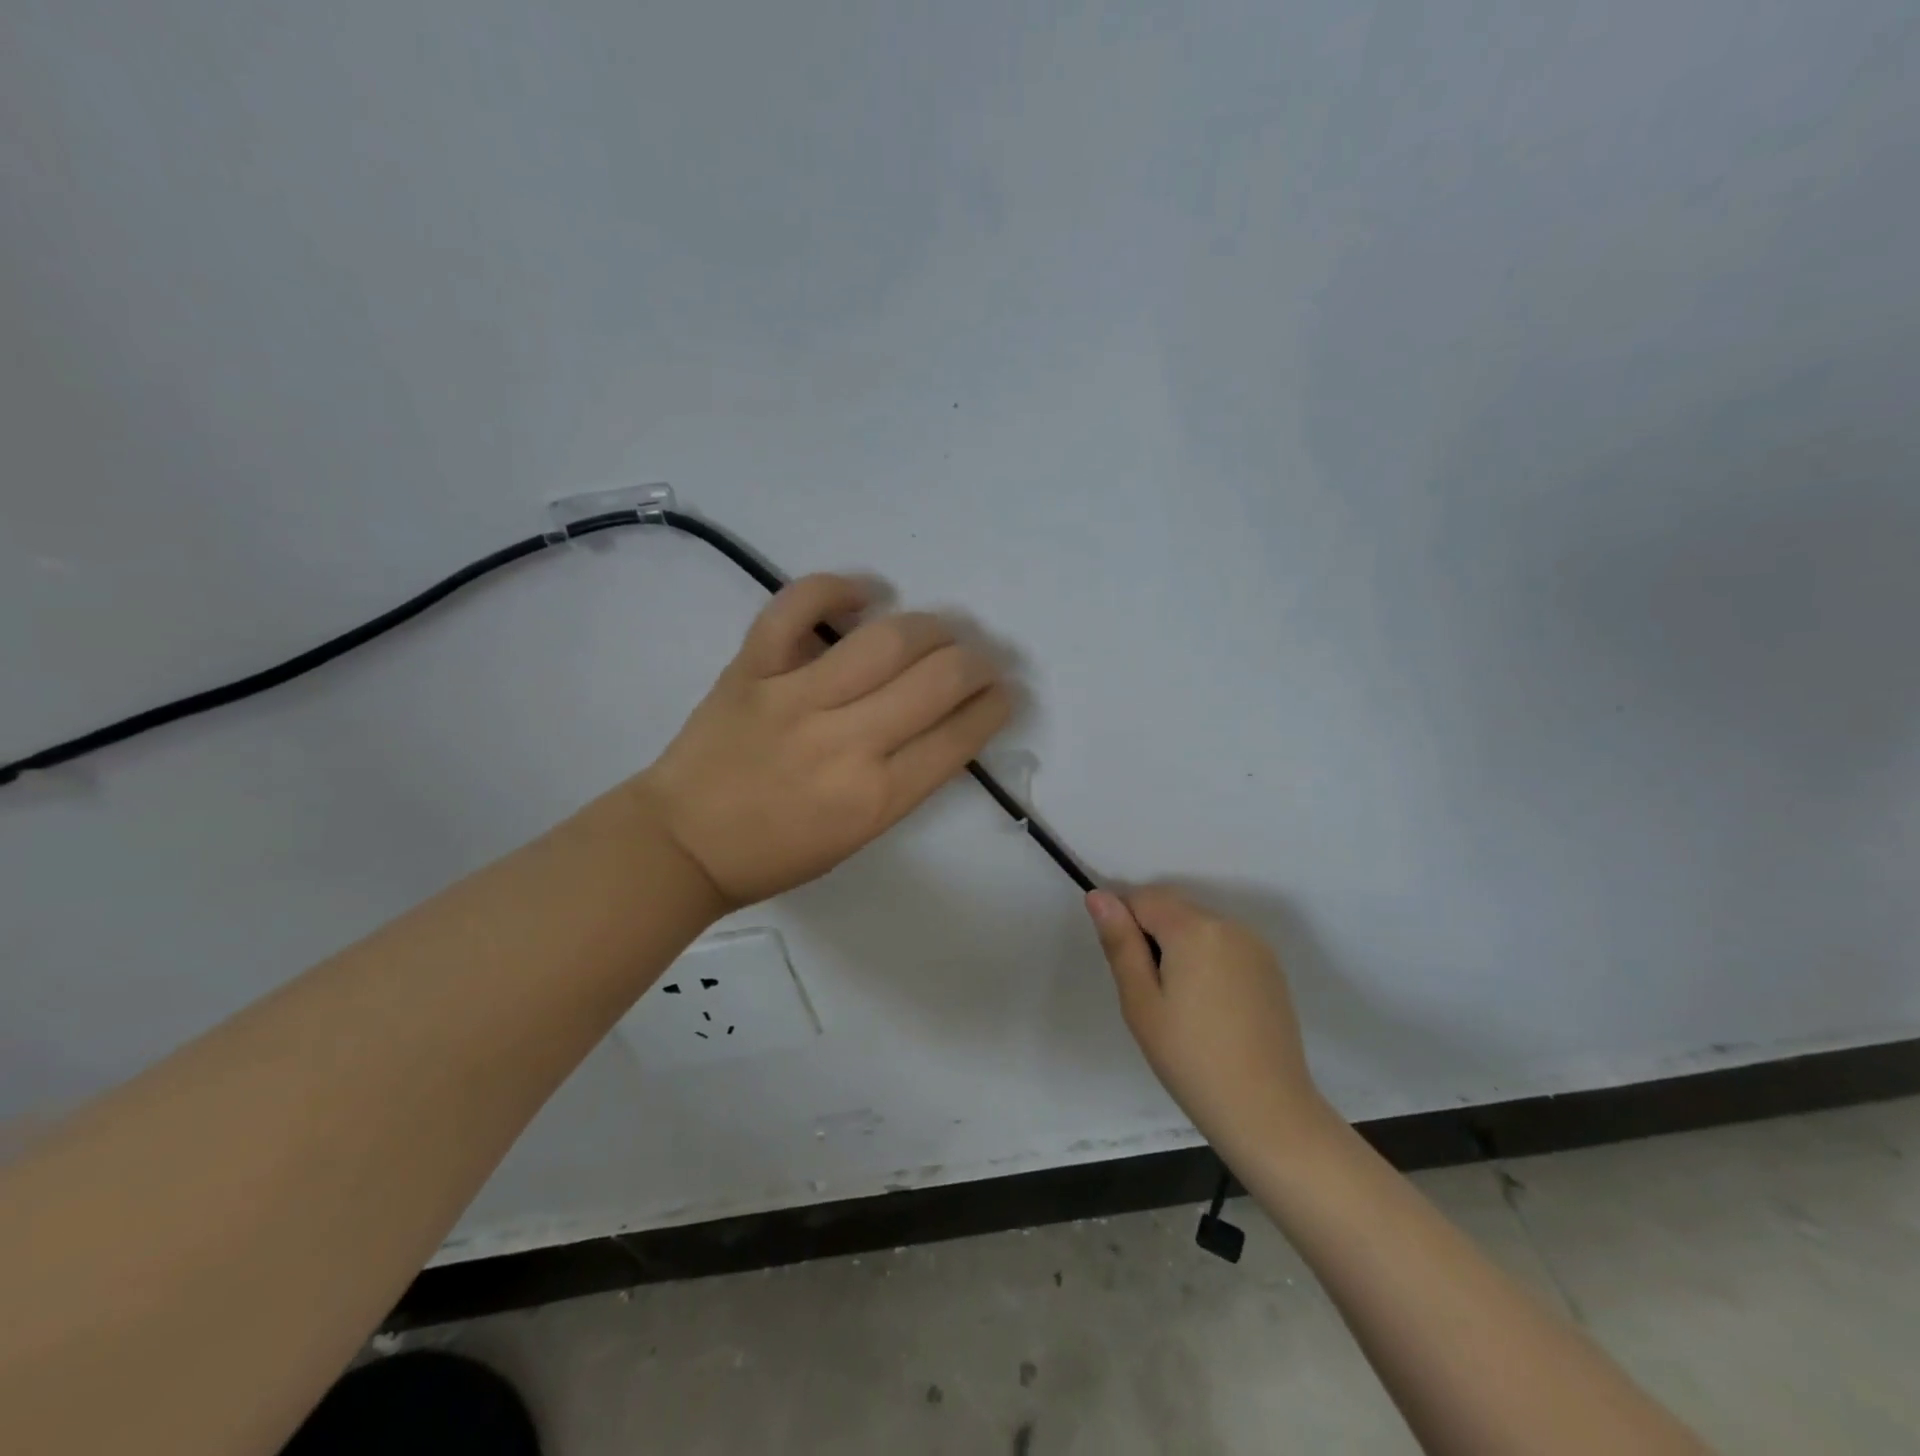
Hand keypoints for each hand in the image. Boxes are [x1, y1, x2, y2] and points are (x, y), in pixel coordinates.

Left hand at [631, 574, 1011, 908]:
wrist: (681, 844)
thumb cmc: (776, 854)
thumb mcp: (859, 836)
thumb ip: (904, 779)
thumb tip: (944, 720)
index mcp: (875, 798)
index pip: (960, 736)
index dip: (996, 705)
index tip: (1006, 692)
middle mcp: (845, 743)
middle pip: (937, 679)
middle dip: (978, 661)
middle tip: (983, 657)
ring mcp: (794, 698)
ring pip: (885, 639)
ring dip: (931, 626)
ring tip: (942, 628)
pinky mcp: (751, 668)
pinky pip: (796, 607)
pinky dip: (836, 588)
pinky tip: (866, 593)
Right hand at [1087, 886, 1331, 1154]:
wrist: (1267, 1111)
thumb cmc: (1190, 1058)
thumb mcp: (1140, 1002)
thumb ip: (1120, 943)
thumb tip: (1098, 896)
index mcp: (1193, 928)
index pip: (1142, 898)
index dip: (1124, 925)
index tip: (1126, 970)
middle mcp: (1228, 924)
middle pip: (1172, 908)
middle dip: (1152, 935)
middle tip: (1150, 994)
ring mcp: (1255, 945)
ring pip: (1198, 926)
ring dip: (1180, 947)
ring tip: (1180, 1005)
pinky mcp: (1271, 968)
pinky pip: (1224, 945)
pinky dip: (1207, 960)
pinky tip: (1210, 1008)